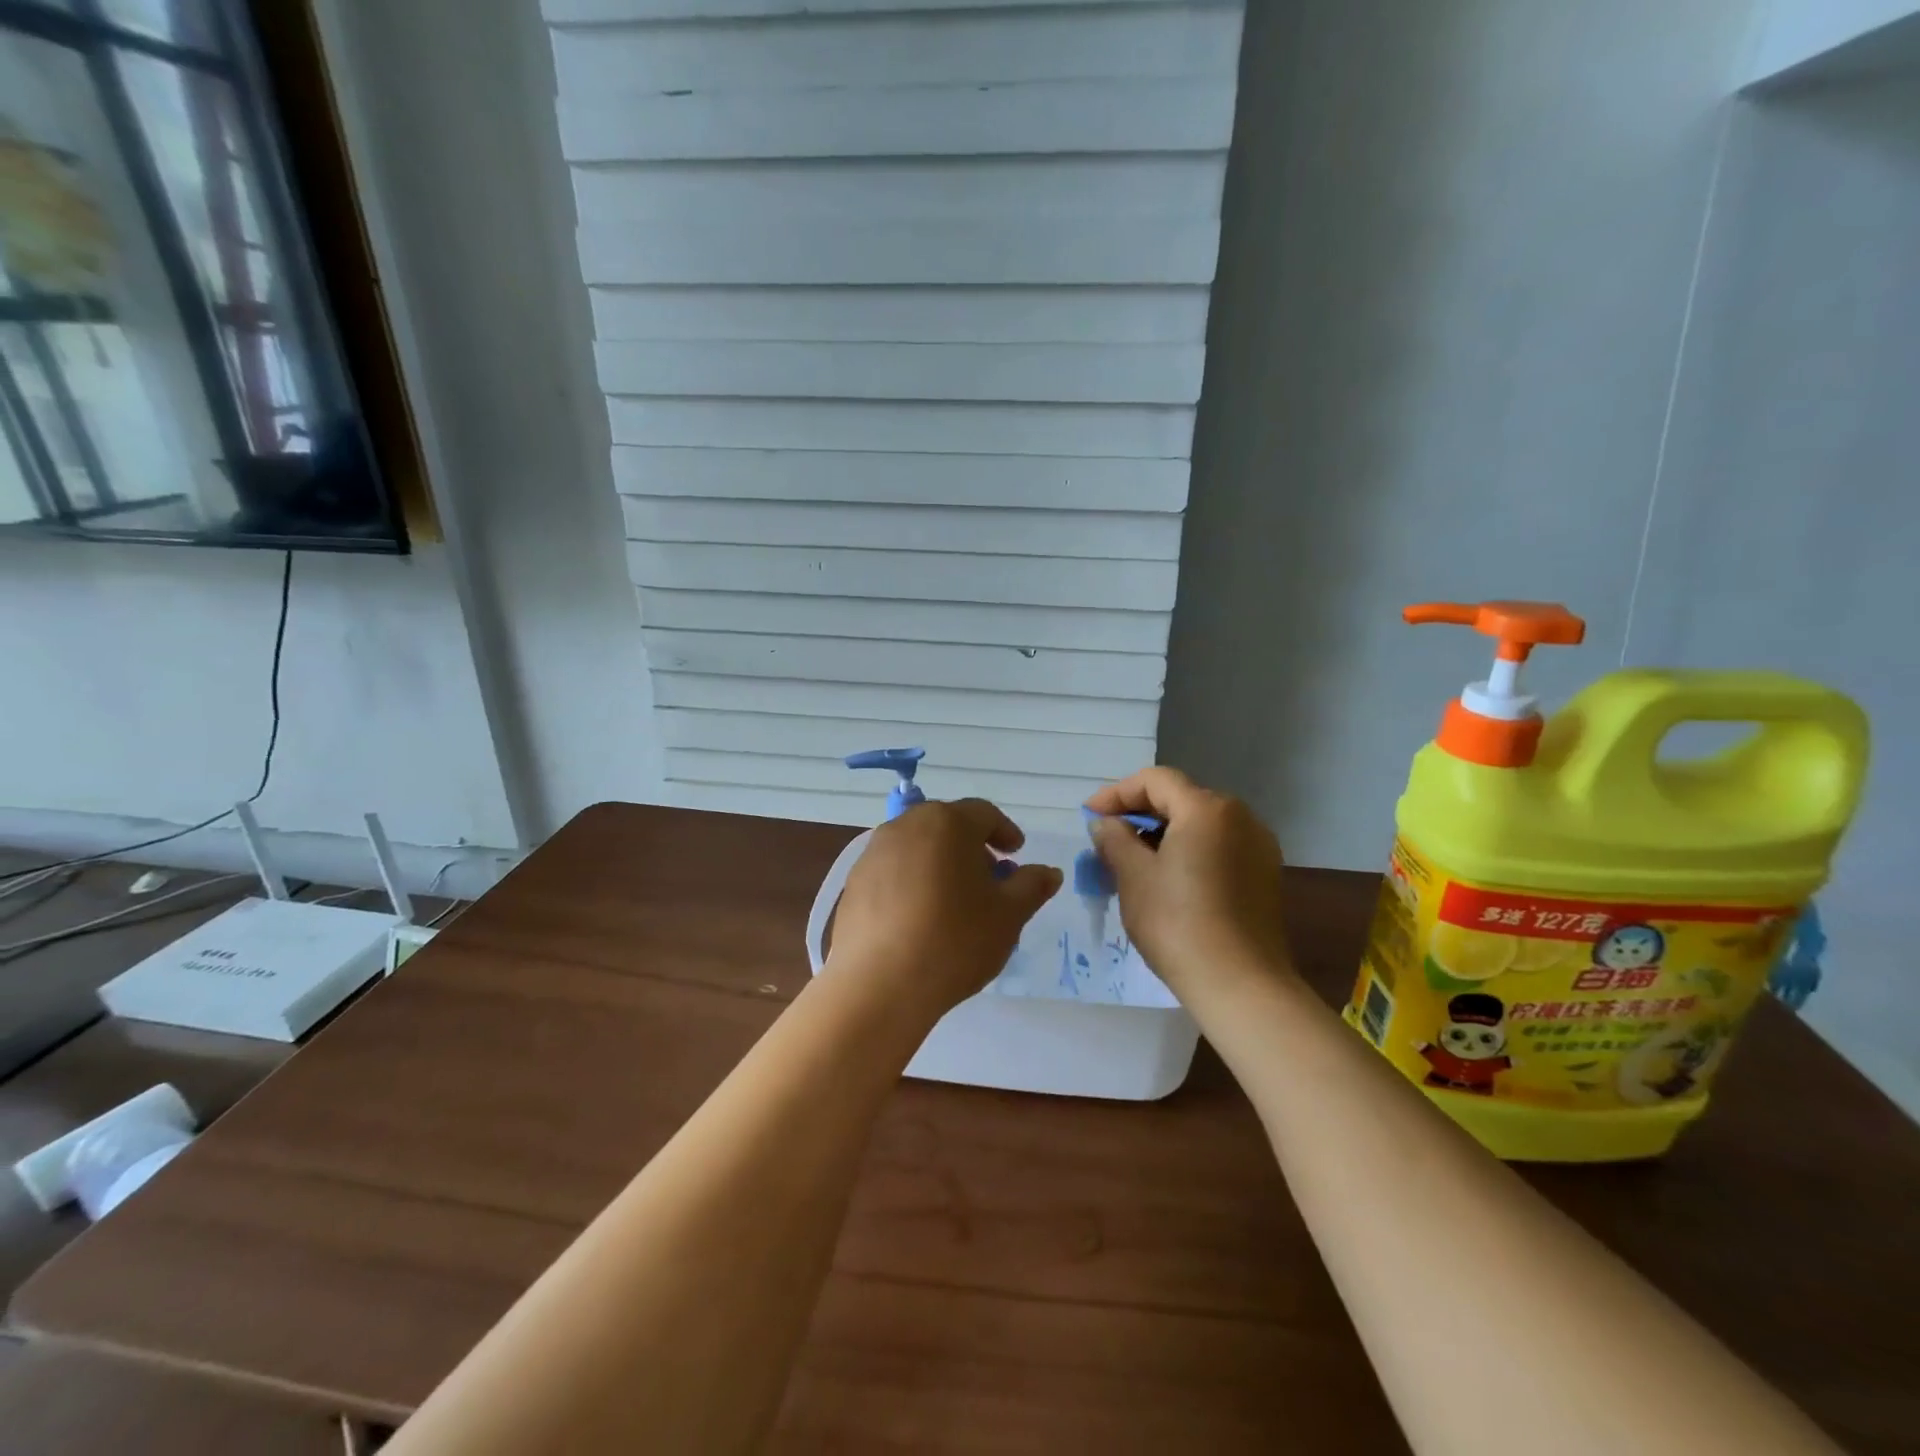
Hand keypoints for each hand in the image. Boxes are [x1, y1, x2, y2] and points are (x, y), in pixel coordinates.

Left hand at [825, 799, 1062, 1023]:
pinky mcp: (853, 882)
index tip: (1016, 854)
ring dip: (940, 862)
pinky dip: (912, 881)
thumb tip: (1048, 872)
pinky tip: (920, 917)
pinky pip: (893, 870)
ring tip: (954, 901)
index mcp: (947, 823)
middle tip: (988, 878)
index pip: (984, 813)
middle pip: (947, 825)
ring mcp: (874, 852)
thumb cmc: (954, 940)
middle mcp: (906, 825)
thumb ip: (1031, 886)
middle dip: (971, 847)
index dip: (1005, 832)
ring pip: (917, 846)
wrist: (879, 984)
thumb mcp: (1008, 915)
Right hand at [1085, 768, 1293, 1003]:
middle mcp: (1240, 817)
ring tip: (1133, 864)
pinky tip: (1168, 881)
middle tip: (1108, 840)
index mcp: (1207, 809)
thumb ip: (1115, 839)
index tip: (1089, 817)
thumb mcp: (1134, 876)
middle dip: (1140, 814)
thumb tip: (1105, 823)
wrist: (1241, 985)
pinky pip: (1218, 848)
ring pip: (1200, 825)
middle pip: (1180, 799)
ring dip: (1163, 835)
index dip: (1117, 793)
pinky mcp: (1265, 876)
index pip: (1155, 780)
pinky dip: (1189, 853)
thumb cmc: (1178, 923)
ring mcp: (1258, 847)